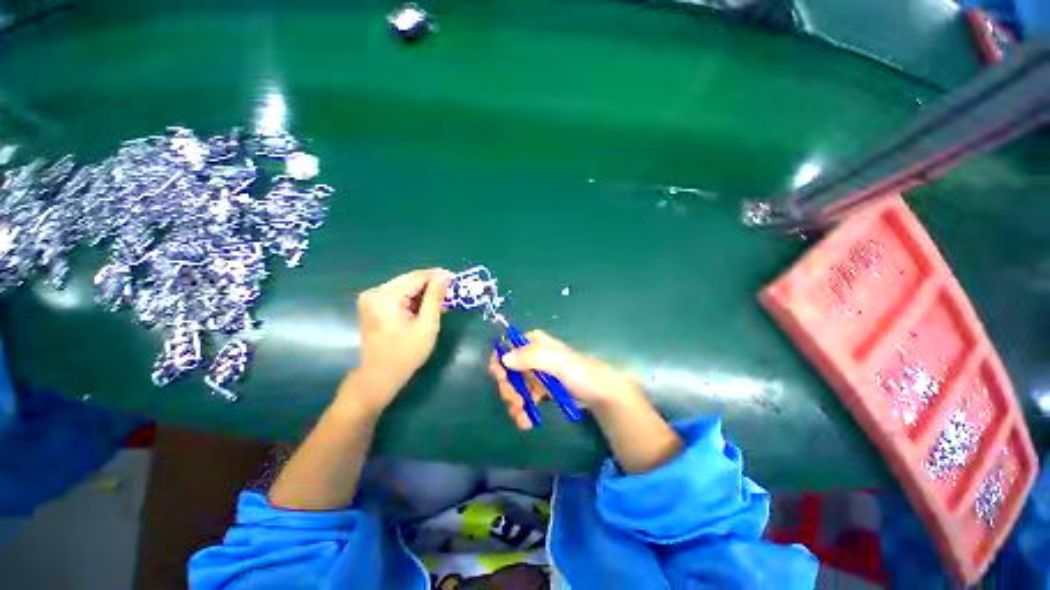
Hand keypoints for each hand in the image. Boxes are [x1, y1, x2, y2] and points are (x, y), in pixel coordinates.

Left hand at [347, 268, 453, 411]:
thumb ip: (435, 297)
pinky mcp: (373, 305)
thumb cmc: (406, 353)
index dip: (438, 276)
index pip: (417, 277)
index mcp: (386, 296)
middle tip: (452, 290)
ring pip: (405, 286)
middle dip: (432, 284)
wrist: (380, 376)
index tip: (456, 278)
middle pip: (410, 280)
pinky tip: (427, 305)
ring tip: (443, 300)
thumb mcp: (427, 325)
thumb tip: (444, 276)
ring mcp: (371, 299)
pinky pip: (398, 295)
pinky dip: (414, 299)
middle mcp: (375, 292)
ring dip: (424, 292)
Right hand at [487, 330, 642, 429]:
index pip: (507, 347)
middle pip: (508, 369)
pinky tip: (525, 421)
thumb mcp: (557, 362)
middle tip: (515, 401)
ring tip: (521, 417)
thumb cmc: (580, 373)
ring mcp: (536, 373)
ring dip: (514, 402)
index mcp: (534, 342)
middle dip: (508, 388)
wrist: (600, 394)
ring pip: (514, 386)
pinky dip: (522, 409)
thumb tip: (504, 358)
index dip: (500, 363)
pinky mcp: (540, 389)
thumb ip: (531, 357)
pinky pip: (524, 397)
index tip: (501, 379)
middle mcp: (532, 356)